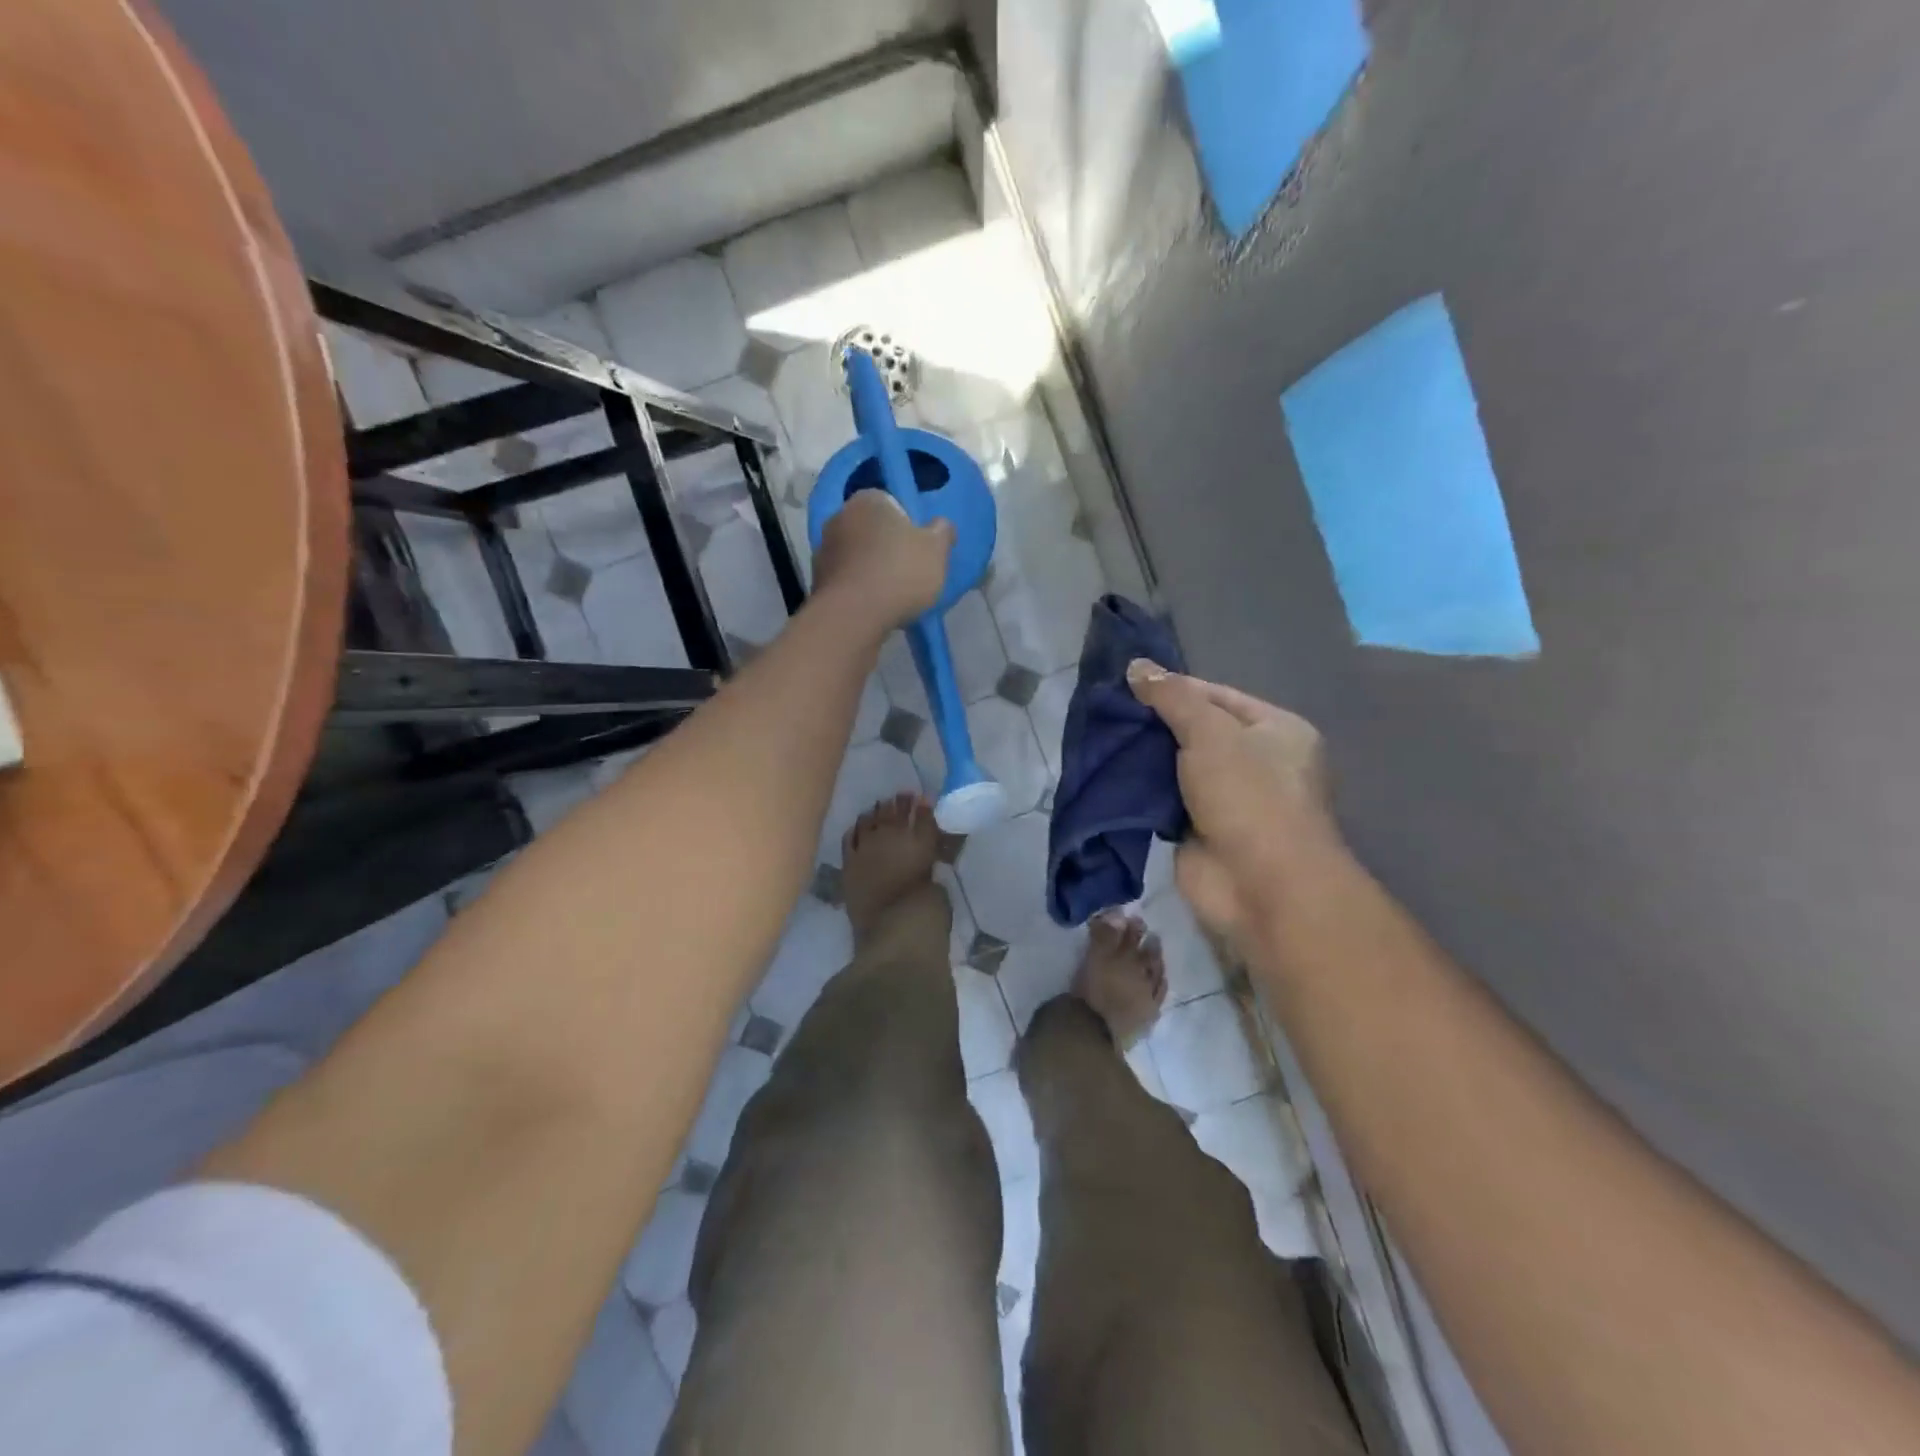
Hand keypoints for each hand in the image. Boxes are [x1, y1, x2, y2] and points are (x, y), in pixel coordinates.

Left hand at [813, 492, 954, 630]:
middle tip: (908, 572)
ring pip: (857, 555)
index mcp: (868, 500)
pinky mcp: (816, 579)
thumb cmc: (900, 573)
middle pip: (872, 529)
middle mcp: (839, 516)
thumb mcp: (937, 549)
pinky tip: (873, 607)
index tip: (918, 549)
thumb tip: (940, 525)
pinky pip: (846, 579)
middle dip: (887, 546)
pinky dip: (857, 588)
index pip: (891, 503)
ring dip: (870, 568)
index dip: (908, 525)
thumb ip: (942, 531)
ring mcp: (823, 549)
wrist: (854, 616)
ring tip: (891, 595)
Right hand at [1127, 661, 1344, 944]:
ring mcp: (1229, 800)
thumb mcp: (1210, 732)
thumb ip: (1172, 698)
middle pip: (1197, 731)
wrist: (1260, 885)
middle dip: (1155, 724)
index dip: (1175, 688)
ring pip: (1178, 768)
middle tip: (1108, 712)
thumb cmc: (1248, 796)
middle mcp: (1257, 762)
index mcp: (1276, 730)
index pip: (1218, 696)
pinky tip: (1109, 776)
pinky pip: (1166, 801)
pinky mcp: (1200, 831)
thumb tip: (1137, 665)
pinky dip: (1142, 792)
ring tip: (1101, 739)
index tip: (1129, 684)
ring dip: (1144, 759)